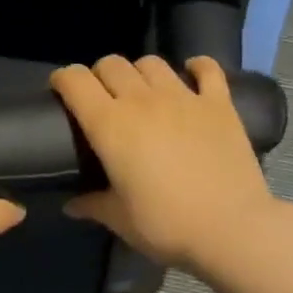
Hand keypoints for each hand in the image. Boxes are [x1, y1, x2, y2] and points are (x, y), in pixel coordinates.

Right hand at [51, 55, 276, 273]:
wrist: (232, 229)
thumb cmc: (166, 225)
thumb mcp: (120, 219)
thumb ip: (92, 205)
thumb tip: (71, 205)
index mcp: (109, 125)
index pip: (75, 80)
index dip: (62, 79)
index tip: (60, 92)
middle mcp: (142, 100)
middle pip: (111, 64)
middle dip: (100, 75)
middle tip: (103, 99)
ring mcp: (183, 97)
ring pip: (151, 62)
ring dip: (140, 73)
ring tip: (143, 92)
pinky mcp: (218, 104)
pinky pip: (206, 68)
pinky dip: (196, 67)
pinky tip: (191, 76)